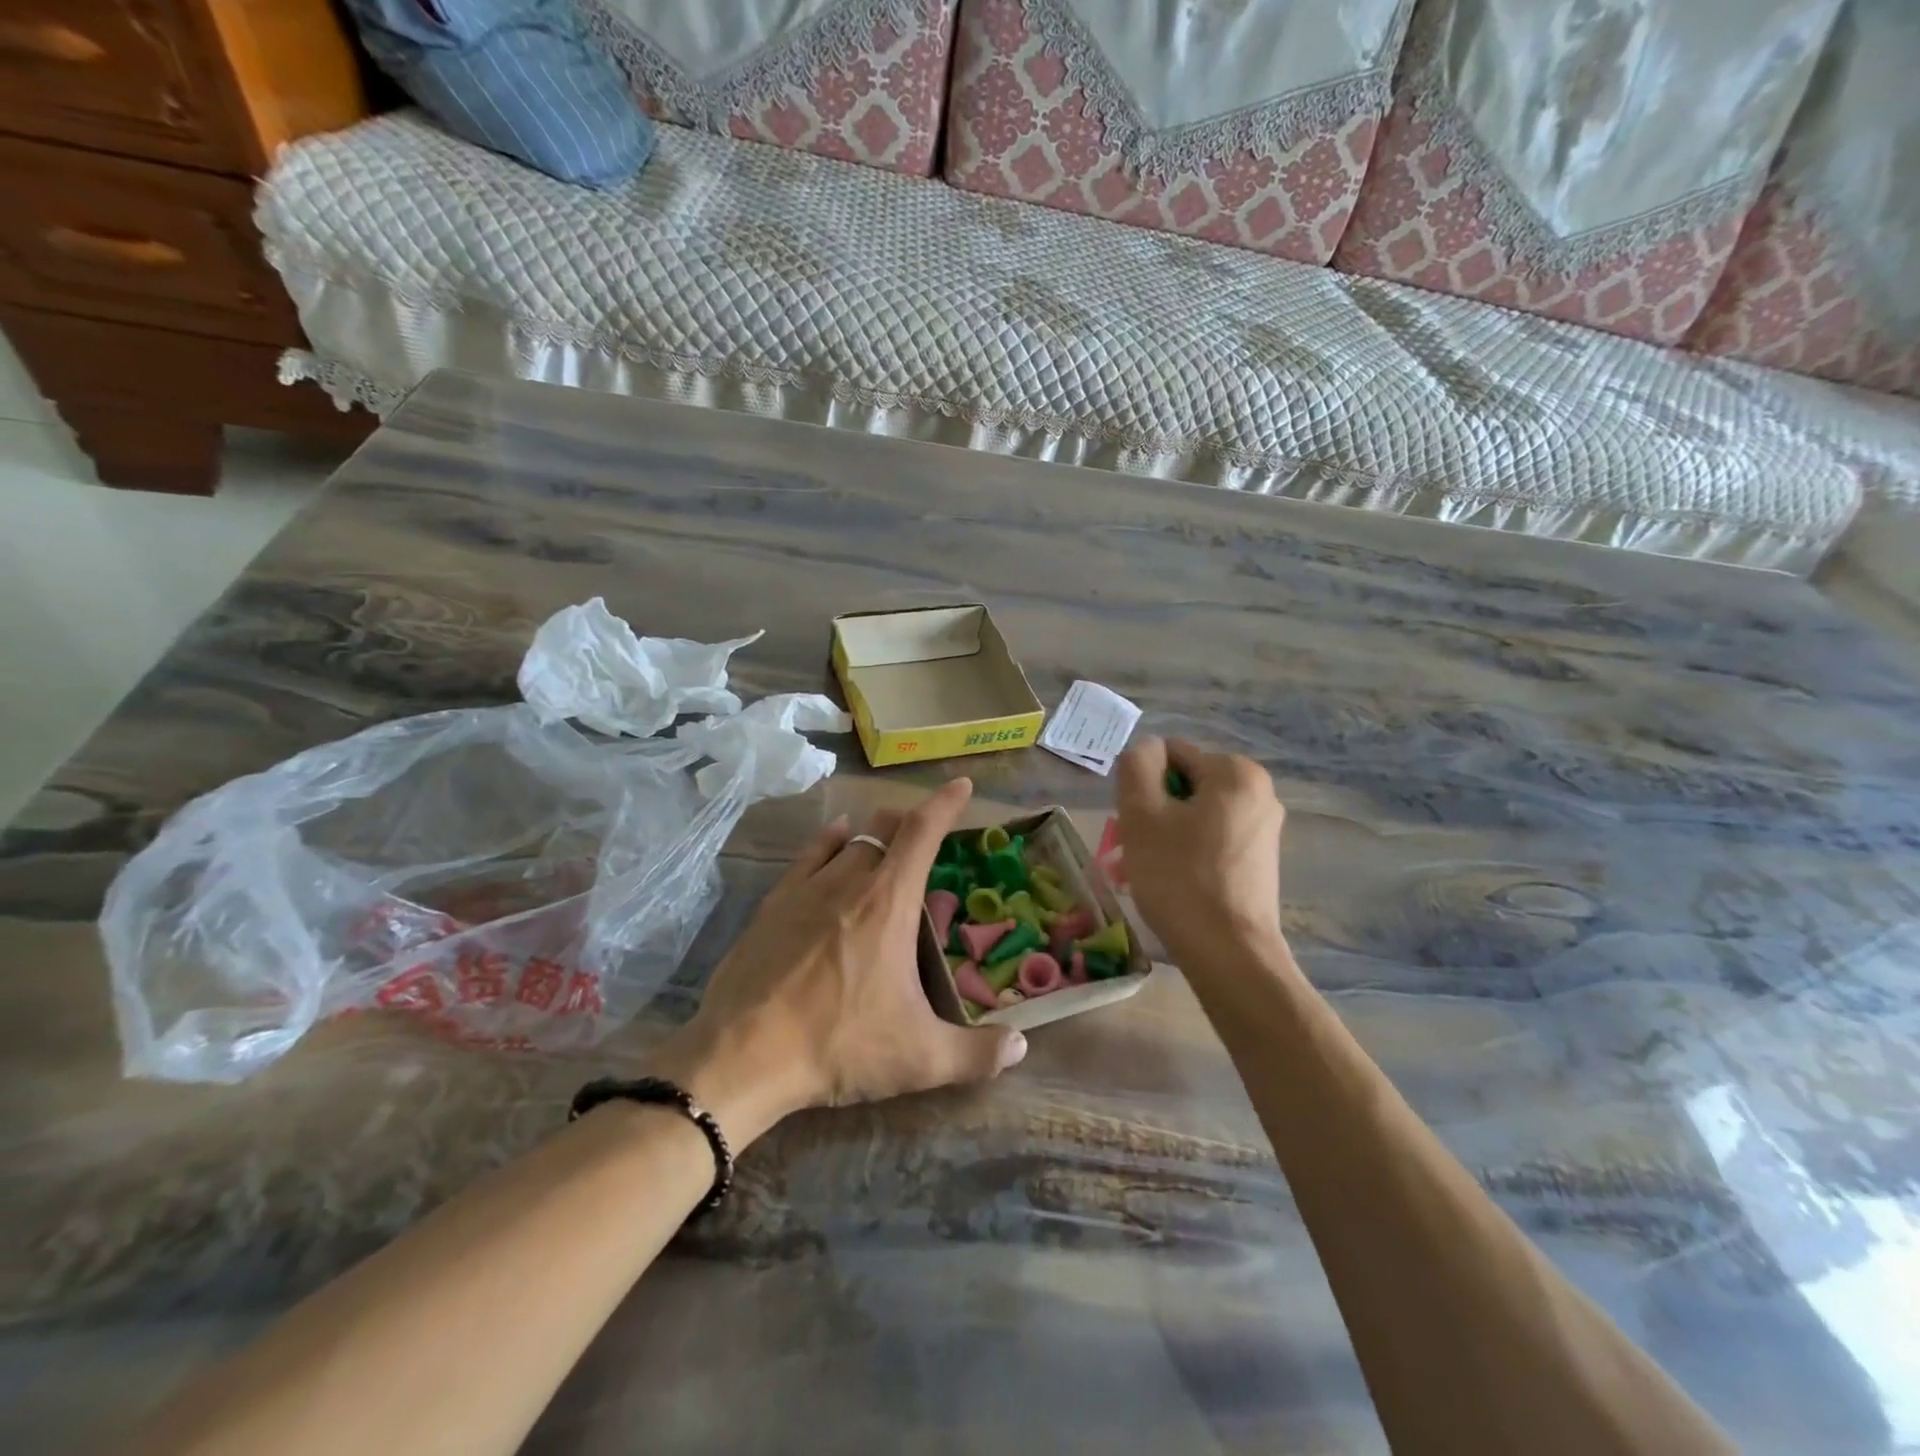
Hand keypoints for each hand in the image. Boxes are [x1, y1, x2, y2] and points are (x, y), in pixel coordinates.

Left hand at [652, 778, 1026, 1146]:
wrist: (744, 1053)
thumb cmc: (839, 1045)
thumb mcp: (919, 1057)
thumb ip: (977, 1054)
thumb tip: (1021, 1047)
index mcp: (889, 902)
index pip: (923, 832)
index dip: (945, 803)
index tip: (962, 785)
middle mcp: (850, 880)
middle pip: (884, 827)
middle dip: (909, 820)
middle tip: (925, 830)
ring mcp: (806, 888)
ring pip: (848, 838)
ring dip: (873, 832)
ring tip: (886, 836)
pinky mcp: (772, 904)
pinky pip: (809, 855)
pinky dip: (830, 841)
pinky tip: (834, 840)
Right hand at [1116, 737, 1286, 967]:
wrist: (1228, 953)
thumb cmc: (1180, 877)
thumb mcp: (1142, 813)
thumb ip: (1137, 765)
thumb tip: (1146, 750)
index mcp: (1236, 771)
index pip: (1170, 755)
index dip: (1142, 786)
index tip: (1136, 826)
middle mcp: (1260, 791)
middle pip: (1184, 785)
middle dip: (1155, 812)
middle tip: (1137, 851)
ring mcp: (1264, 827)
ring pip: (1195, 814)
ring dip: (1166, 834)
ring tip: (1151, 872)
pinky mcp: (1261, 859)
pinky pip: (1212, 838)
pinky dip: (1188, 852)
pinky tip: (1176, 884)